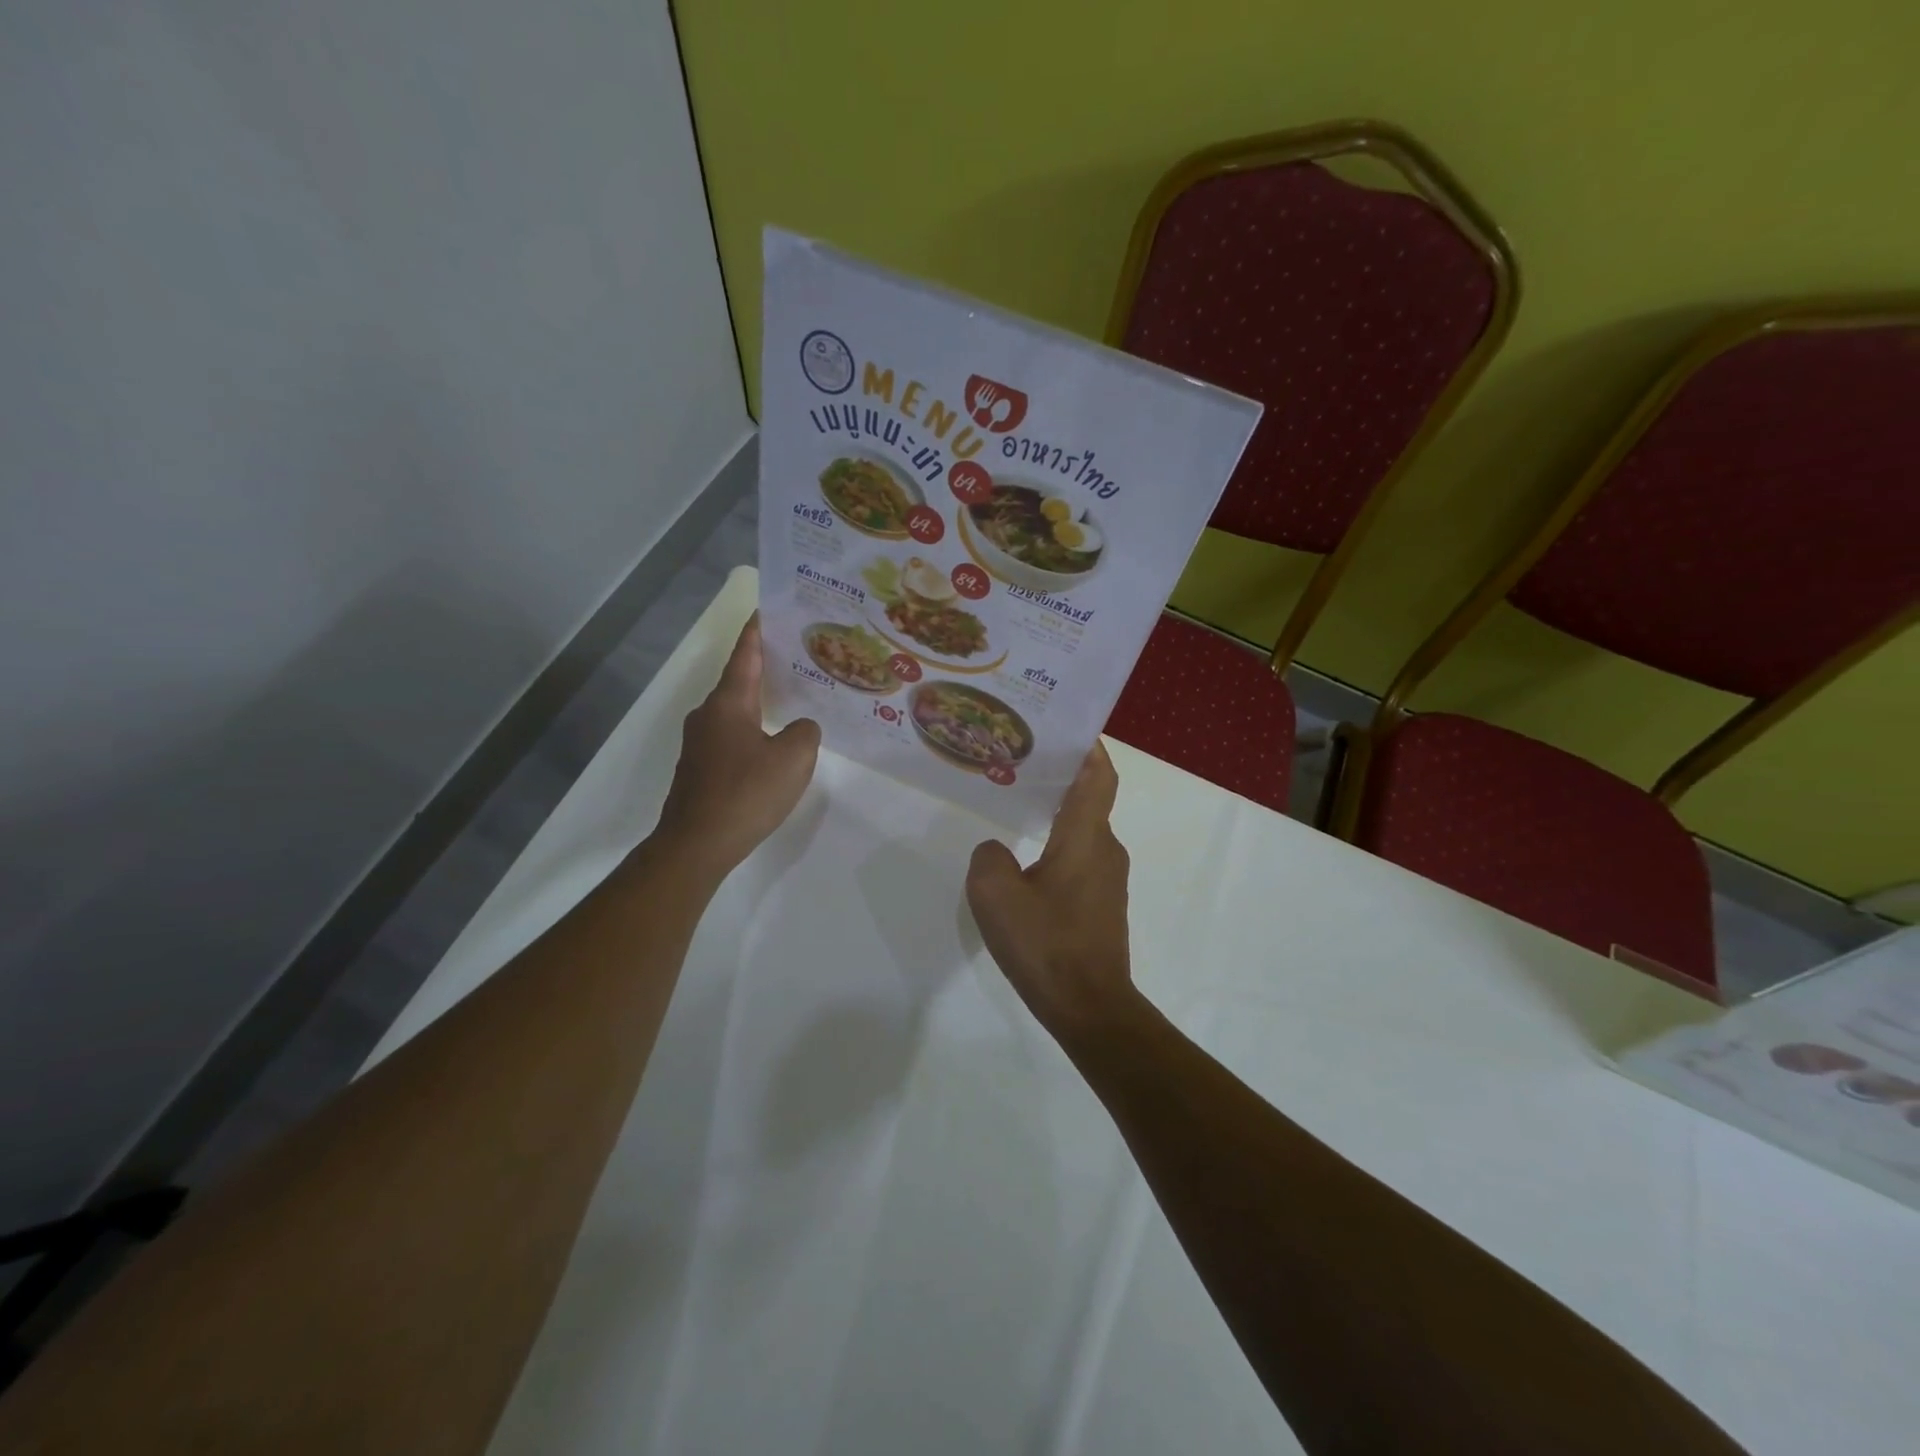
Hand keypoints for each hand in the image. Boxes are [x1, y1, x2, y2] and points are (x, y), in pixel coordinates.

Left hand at [656, 615, 819, 878]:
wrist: (697, 844)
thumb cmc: (746, 792)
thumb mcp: (794, 758)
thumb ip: (805, 732)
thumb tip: (799, 728)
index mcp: (729, 702)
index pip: (746, 654)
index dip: (758, 631)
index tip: (767, 609)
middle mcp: (709, 714)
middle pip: (739, 680)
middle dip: (765, 667)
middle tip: (797, 658)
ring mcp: (700, 743)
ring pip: (735, 711)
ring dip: (760, 702)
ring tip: (791, 700)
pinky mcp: (700, 768)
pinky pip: (732, 736)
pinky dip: (753, 730)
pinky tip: (773, 745)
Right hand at [966, 742, 1136, 1037]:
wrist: (1090, 1007)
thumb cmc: (1046, 942)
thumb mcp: (995, 894)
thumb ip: (989, 858)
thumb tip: (997, 852)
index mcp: (1086, 836)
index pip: (1099, 776)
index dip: (1090, 747)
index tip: (1068, 727)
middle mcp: (1105, 850)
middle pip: (1088, 801)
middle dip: (1060, 778)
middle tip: (1020, 764)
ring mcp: (1108, 880)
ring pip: (1082, 833)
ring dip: (1056, 816)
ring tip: (1015, 808)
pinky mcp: (1102, 906)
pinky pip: (1080, 861)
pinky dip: (1058, 848)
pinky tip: (1026, 864)